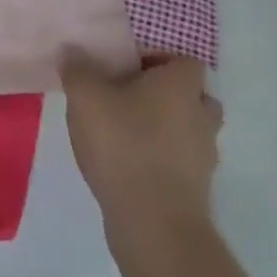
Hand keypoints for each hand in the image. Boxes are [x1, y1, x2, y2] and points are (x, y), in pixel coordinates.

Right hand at [62, 54, 221, 251]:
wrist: (154, 226)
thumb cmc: (124, 145)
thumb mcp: (86, 97)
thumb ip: (77, 69)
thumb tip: (72, 50)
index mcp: (181, 86)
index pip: (186, 60)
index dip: (161, 59)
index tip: (130, 66)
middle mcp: (200, 116)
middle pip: (194, 95)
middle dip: (169, 94)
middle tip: (132, 94)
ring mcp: (204, 157)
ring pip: (191, 129)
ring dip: (168, 127)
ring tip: (127, 129)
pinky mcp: (197, 190)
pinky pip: (182, 161)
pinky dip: (164, 157)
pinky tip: (130, 162)